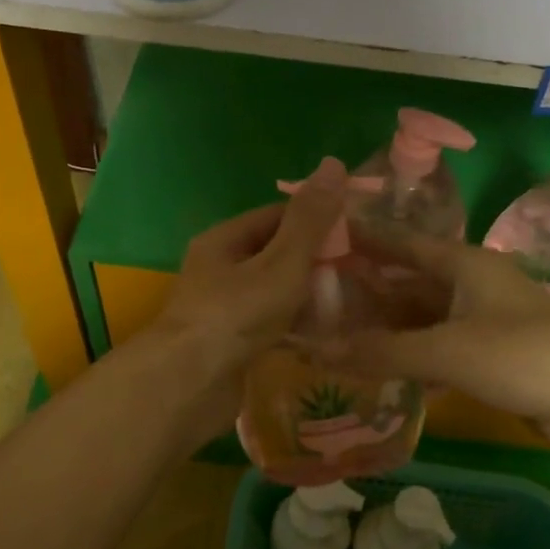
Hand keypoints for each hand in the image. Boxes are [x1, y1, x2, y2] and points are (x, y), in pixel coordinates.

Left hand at [142, 156, 348, 440]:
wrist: (188, 386)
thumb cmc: (235, 314)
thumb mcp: (281, 262)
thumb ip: (310, 220)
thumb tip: (334, 163)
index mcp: (224, 241)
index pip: (277, 217)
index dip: (317, 221)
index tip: (356, 235)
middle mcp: (220, 271)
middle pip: (276, 256)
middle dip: (316, 264)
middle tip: (361, 275)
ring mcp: (223, 310)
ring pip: (275, 295)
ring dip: (308, 299)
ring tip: (352, 306)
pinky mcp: (231, 345)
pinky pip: (270, 327)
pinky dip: (295, 329)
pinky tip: (326, 339)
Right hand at [339, 229, 549, 454]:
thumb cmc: (522, 355)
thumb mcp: (446, 351)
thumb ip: (381, 351)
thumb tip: (317, 351)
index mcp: (463, 263)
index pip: (400, 242)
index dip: (362, 239)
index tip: (321, 238)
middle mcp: (471, 283)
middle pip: (408, 281)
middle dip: (366, 292)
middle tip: (316, 301)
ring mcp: (483, 319)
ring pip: (422, 317)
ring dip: (386, 327)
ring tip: (337, 337)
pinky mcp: (491, 354)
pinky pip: (438, 346)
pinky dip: (410, 355)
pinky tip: (379, 370)